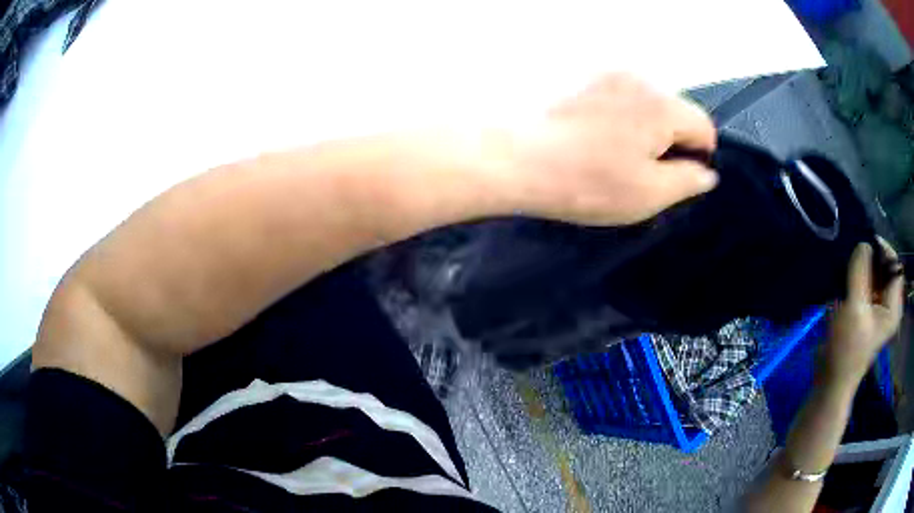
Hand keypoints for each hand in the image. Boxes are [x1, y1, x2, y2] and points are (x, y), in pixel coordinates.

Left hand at [504, 74, 718, 225]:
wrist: (515, 159)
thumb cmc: (581, 179)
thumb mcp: (649, 194)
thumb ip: (688, 181)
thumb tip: (706, 174)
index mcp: (660, 106)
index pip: (703, 126)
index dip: (699, 154)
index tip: (682, 173)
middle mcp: (635, 79)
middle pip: (674, 110)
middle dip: (668, 139)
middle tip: (642, 170)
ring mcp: (604, 74)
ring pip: (643, 103)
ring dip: (640, 127)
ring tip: (612, 156)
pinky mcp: (579, 77)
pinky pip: (614, 97)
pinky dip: (614, 116)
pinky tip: (593, 139)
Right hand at [823, 239, 904, 383]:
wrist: (831, 380)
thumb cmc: (846, 348)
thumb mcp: (854, 308)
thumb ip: (860, 273)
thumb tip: (863, 244)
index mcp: (893, 307)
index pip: (895, 266)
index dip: (883, 251)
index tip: (865, 243)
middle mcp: (889, 305)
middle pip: (885, 269)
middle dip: (871, 260)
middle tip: (854, 258)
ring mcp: (878, 310)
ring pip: (875, 276)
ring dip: (863, 270)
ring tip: (849, 270)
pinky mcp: (867, 313)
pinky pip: (866, 286)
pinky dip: (858, 280)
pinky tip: (847, 283)